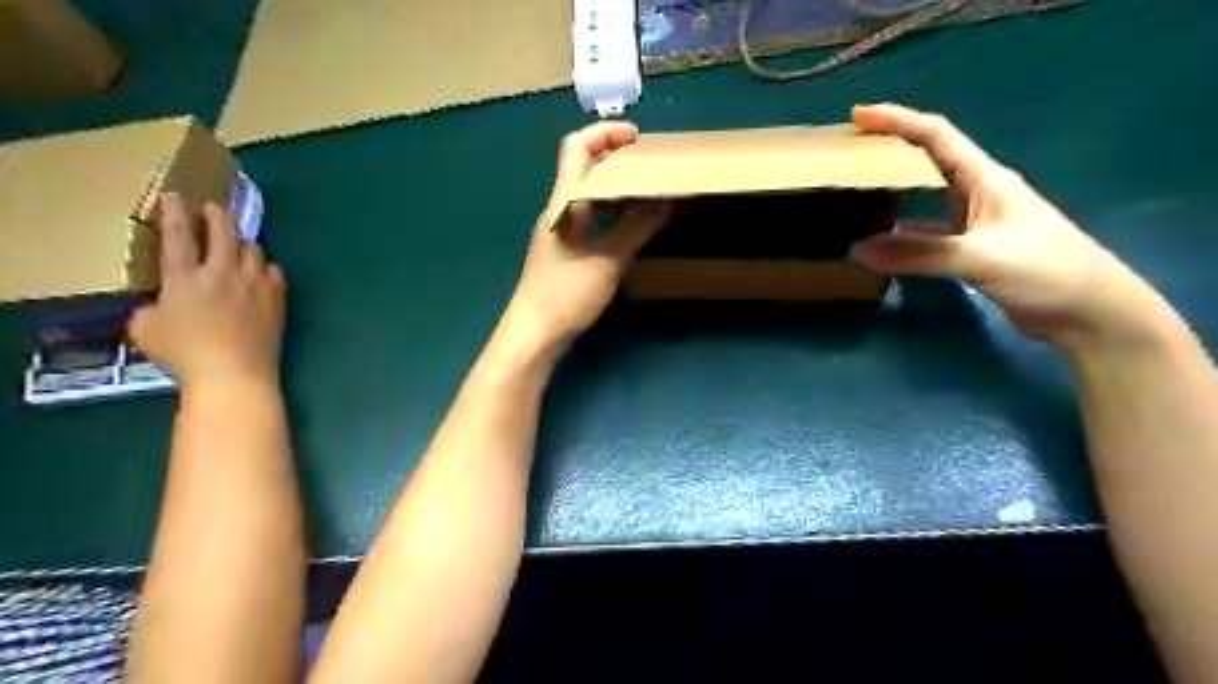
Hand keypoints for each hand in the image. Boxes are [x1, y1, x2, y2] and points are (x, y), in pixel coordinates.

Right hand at [129, 196, 289, 392]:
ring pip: (253, 249)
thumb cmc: (185, 354)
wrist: (235, 372)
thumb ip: (151, 308)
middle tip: (212, 208)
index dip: (175, 212)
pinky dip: (265, 267)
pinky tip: (261, 271)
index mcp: (185, 277)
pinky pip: (274, 272)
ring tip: (236, 242)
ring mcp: (255, 284)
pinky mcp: (277, 299)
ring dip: (242, 241)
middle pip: (224, 232)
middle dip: (217, 215)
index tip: (175, 196)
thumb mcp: (146, 330)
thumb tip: (160, 304)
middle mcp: (223, 273)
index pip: (179, 235)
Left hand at [499, 124, 669, 354]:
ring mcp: (559, 232)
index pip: (577, 148)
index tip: (637, 138)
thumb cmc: (565, 294)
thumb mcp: (607, 260)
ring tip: (647, 191)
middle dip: (615, 158)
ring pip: (586, 195)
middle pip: (582, 168)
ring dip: (614, 187)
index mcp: (563, 202)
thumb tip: (664, 201)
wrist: (534, 334)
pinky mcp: (564, 252)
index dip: (605, 133)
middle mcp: (558, 210)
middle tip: (649, 165)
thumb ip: (636, 228)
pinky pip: (589, 219)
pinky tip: (630, 225)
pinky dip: (610, 212)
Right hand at [849, 105, 1169, 352]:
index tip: (858, 115)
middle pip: (928, 159)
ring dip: (894, 190)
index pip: (936, 136)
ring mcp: (975, 222)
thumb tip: (858, 250)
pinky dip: (902, 234)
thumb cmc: (1047, 271)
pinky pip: (927, 233)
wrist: (1090, 313)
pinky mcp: (972, 249)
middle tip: (849, 153)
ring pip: (926, 197)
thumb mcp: (981, 257)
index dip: (897, 120)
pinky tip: (881, 241)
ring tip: (856, 191)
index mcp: (986, 179)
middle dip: (890, 149)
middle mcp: (978, 193)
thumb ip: (919, 253)